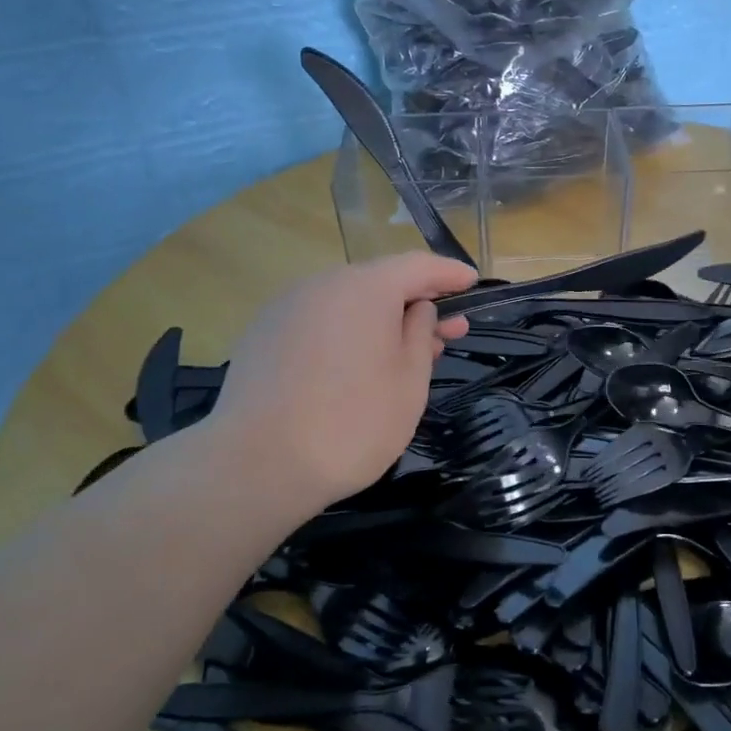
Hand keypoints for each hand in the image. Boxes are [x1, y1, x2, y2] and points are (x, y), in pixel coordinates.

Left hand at [207, 253, 475, 514]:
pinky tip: (356, 365)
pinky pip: (319, 321)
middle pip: (380, 282)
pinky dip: (346, 332)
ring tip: (403, 354)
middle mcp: (322, 284)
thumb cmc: (353, 422)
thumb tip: (416, 309)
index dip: (449, 273)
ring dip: (381, 320)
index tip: (473, 282)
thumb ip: (420, 334)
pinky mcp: (263, 334)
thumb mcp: (410, 381)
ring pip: (347, 303)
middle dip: (417, 303)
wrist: (258, 464)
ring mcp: (286, 307)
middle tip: (448, 332)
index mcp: (364, 287)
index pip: (418, 265)